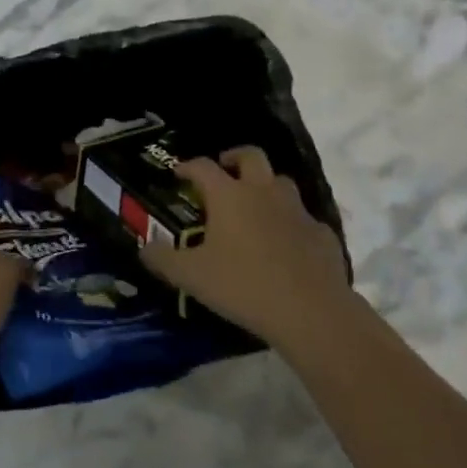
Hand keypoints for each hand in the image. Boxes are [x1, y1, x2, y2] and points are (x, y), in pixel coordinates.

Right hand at [142, 147, 351, 354]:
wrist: (310, 311)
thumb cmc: (243, 285)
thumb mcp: (192, 277)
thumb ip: (163, 260)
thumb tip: (144, 249)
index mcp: (229, 195)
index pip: (203, 166)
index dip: (188, 166)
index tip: (178, 172)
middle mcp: (263, 192)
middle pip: (251, 156)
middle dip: (234, 157)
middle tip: (224, 170)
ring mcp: (297, 210)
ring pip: (280, 182)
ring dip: (266, 186)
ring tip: (254, 206)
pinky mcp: (322, 233)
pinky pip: (304, 219)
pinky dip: (291, 223)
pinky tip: (286, 243)